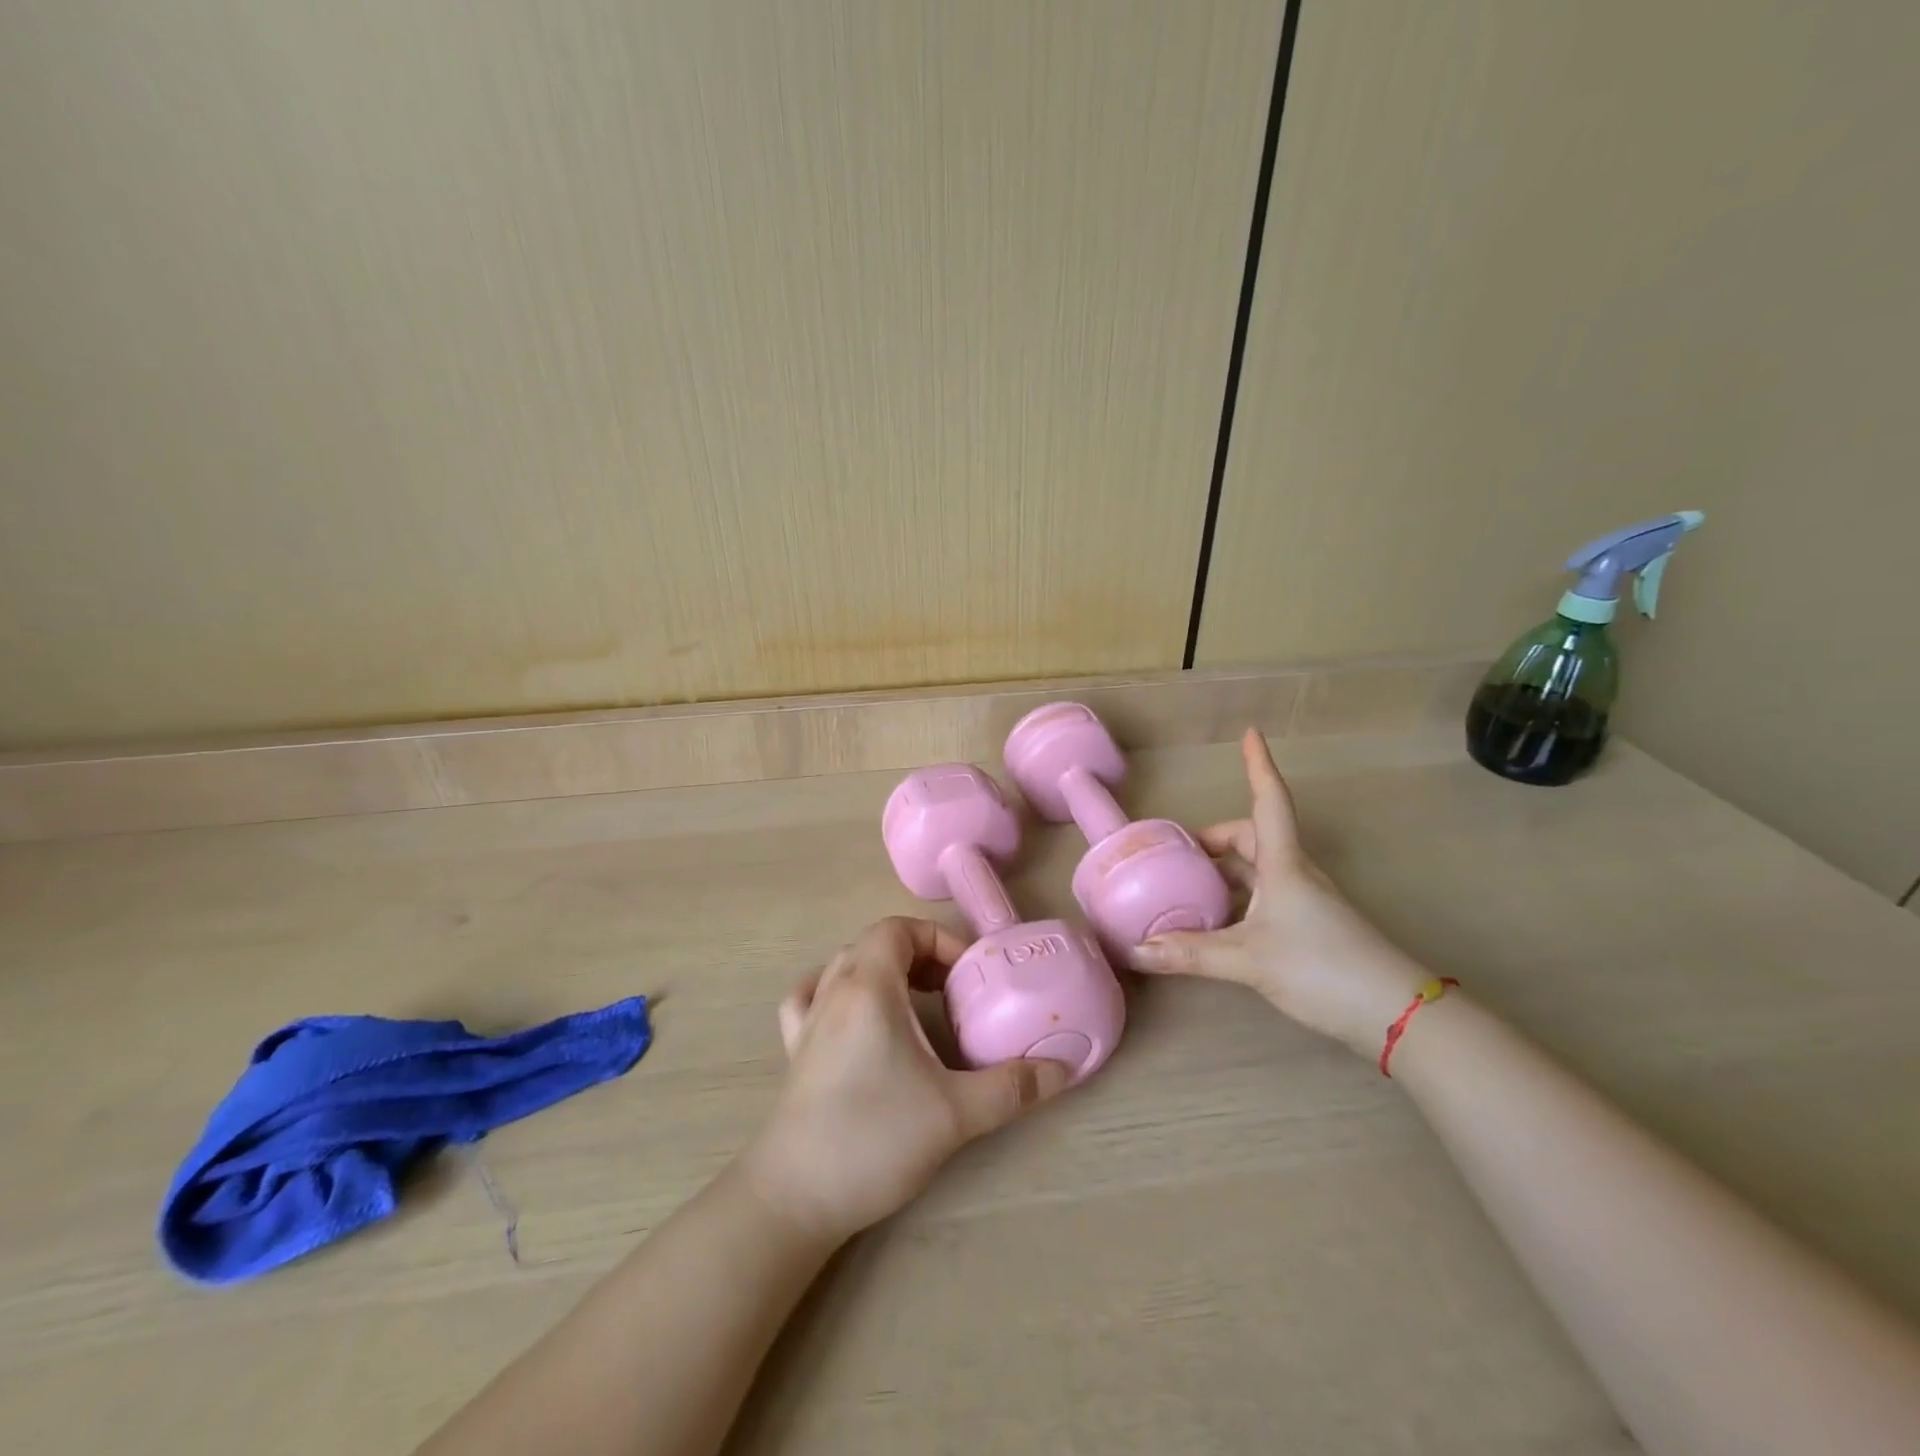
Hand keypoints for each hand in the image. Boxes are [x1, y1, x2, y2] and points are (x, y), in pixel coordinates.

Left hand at [740, 917, 1072, 1243]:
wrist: (795, 1196)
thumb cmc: (874, 1139)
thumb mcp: (955, 1113)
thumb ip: (1011, 1088)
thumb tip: (1063, 1070)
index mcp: (868, 988)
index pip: (899, 929)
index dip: (939, 939)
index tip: (969, 974)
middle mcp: (834, 991)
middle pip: (875, 942)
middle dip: (919, 955)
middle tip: (952, 990)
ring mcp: (808, 1019)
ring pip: (845, 965)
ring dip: (883, 969)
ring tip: (914, 1000)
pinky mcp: (794, 1050)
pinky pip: (810, 996)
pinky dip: (834, 990)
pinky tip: (851, 1013)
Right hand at [1131, 730, 1428, 1056]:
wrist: (1397, 1013)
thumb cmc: (1322, 967)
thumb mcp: (1248, 960)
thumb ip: (1191, 954)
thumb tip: (1135, 950)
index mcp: (1283, 864)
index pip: (1269, 801)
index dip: (1259, 766)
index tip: (1251, 733)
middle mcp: (1295, 872)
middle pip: (1253, 836)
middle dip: (1217, 838)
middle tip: (1180, 852)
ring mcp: (1305, 900)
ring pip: (1258, 868)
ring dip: (1225, 870)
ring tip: (1189, 886)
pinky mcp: (1311, 925)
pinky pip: (1264, 895)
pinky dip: (1237, 897)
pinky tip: (1218, 923)